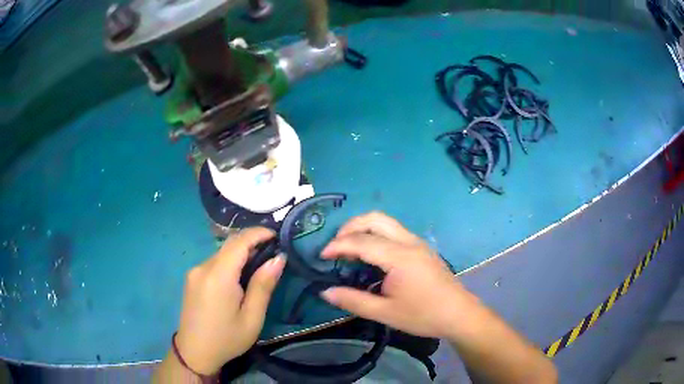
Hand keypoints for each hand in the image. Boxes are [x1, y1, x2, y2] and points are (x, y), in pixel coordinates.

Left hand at [175, 228, 285, 374]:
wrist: (194, 352)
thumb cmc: (227, 339)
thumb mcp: (252, 318)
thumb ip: (263, 286)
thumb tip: (278, 258)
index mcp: (218, 276)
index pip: (239, 241)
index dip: (259, 233)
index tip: (277, 236)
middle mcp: (203, 267)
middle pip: (230, 244)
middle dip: (252, 242)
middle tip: (273, 252)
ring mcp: (195, 271)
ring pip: (222, 252)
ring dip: (241, 253)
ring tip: (259, 266)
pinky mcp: (192, 277)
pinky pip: (214, 262)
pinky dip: (230, 262)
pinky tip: (239, 277)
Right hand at [320, 212, 476, 338]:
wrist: (459, 314)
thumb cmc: (423, 315)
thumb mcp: (385, 313)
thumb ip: (353, 301)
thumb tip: (325, 292)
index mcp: (399, 257)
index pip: (362, 241)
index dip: (338, 246)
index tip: (322, 256)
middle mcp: (409, 242)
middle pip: (375, 219)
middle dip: (350, 227)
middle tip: (335, 245)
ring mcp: (417, 242)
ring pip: (386, 222)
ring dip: (363, 228)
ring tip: (349, 248)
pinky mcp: (422, 248)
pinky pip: (394, 231)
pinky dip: (376, 234)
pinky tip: (371, 254)